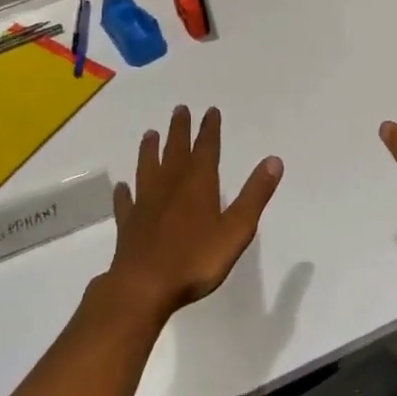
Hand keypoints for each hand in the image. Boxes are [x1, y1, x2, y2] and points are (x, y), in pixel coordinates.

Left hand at [103, 105, 284, 321]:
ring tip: (150, 134)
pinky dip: (124, 193)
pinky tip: (122, 187)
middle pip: (175, 151)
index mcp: (198, 184)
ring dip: (150, 150)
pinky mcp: (128, 224)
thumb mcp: (236, 229)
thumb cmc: (196, 259)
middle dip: (179, 130)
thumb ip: (255, 195)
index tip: (210, 111)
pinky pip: (126, 202)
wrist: (144, 286)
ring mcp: (146, 204)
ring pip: (148, 168)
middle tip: (179, 109)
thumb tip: (274, 160)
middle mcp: (170, 186)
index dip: (209, 129)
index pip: (206, 148)